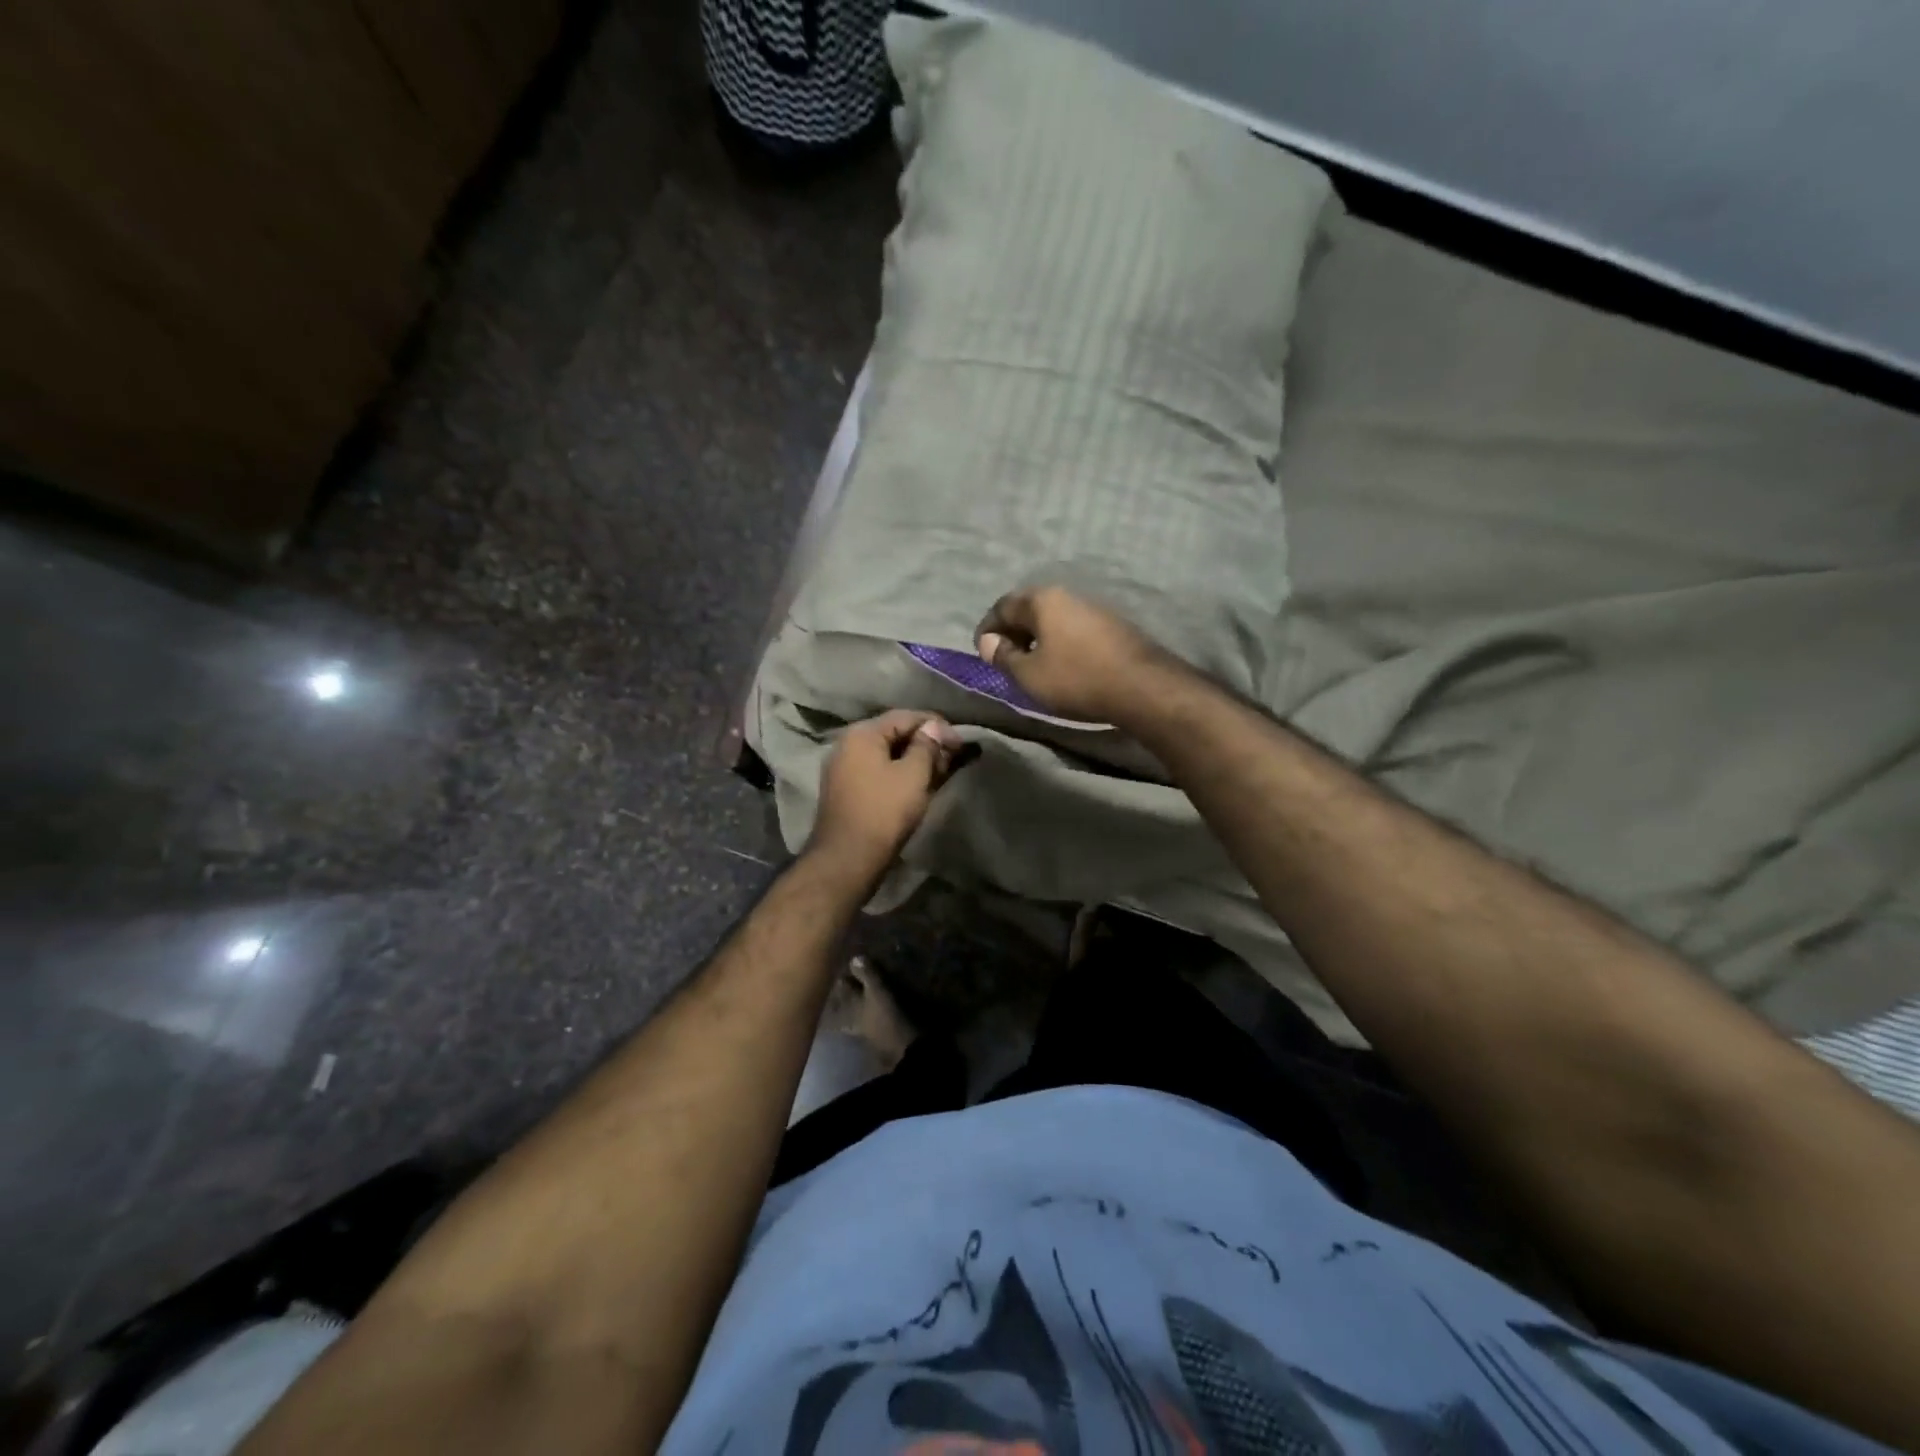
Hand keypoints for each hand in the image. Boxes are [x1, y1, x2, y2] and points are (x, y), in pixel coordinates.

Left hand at [808, 710, 965, 882]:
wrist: (848, 859)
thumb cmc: (884, 812)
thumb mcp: (913, 775)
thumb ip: (927, 746)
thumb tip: (934, 726)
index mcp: (862, 734)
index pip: (905, 716)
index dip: (936, 725)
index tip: (961, 741)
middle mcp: (848, 745)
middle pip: (895, 734)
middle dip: (927, 743)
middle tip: (955, 756)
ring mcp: (845, 769)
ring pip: (888, 755)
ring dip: (916, 760)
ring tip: (943, 770)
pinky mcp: (848, 791)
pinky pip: (879, 772)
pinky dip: (901, 773)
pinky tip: (921, 784)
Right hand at [975, 586, 1179, 724]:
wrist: (1141, 687)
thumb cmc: (1076, 678)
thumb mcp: (1029, 675)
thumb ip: (1004, 657)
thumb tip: (989, 643)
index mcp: (1043, 600)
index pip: (1003, 606)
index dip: (987, 629)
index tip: (982, 652)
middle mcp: (1068, 595)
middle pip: (1030, 609)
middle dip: (1013, 632)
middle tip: (1005, 659)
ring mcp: (1094, 608)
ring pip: (1054, 619)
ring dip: (1038, 638)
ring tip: (1032, 665)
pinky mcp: (1113, 626)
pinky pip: (1074, 629)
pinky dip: (1060, 643)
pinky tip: (1062, 666)